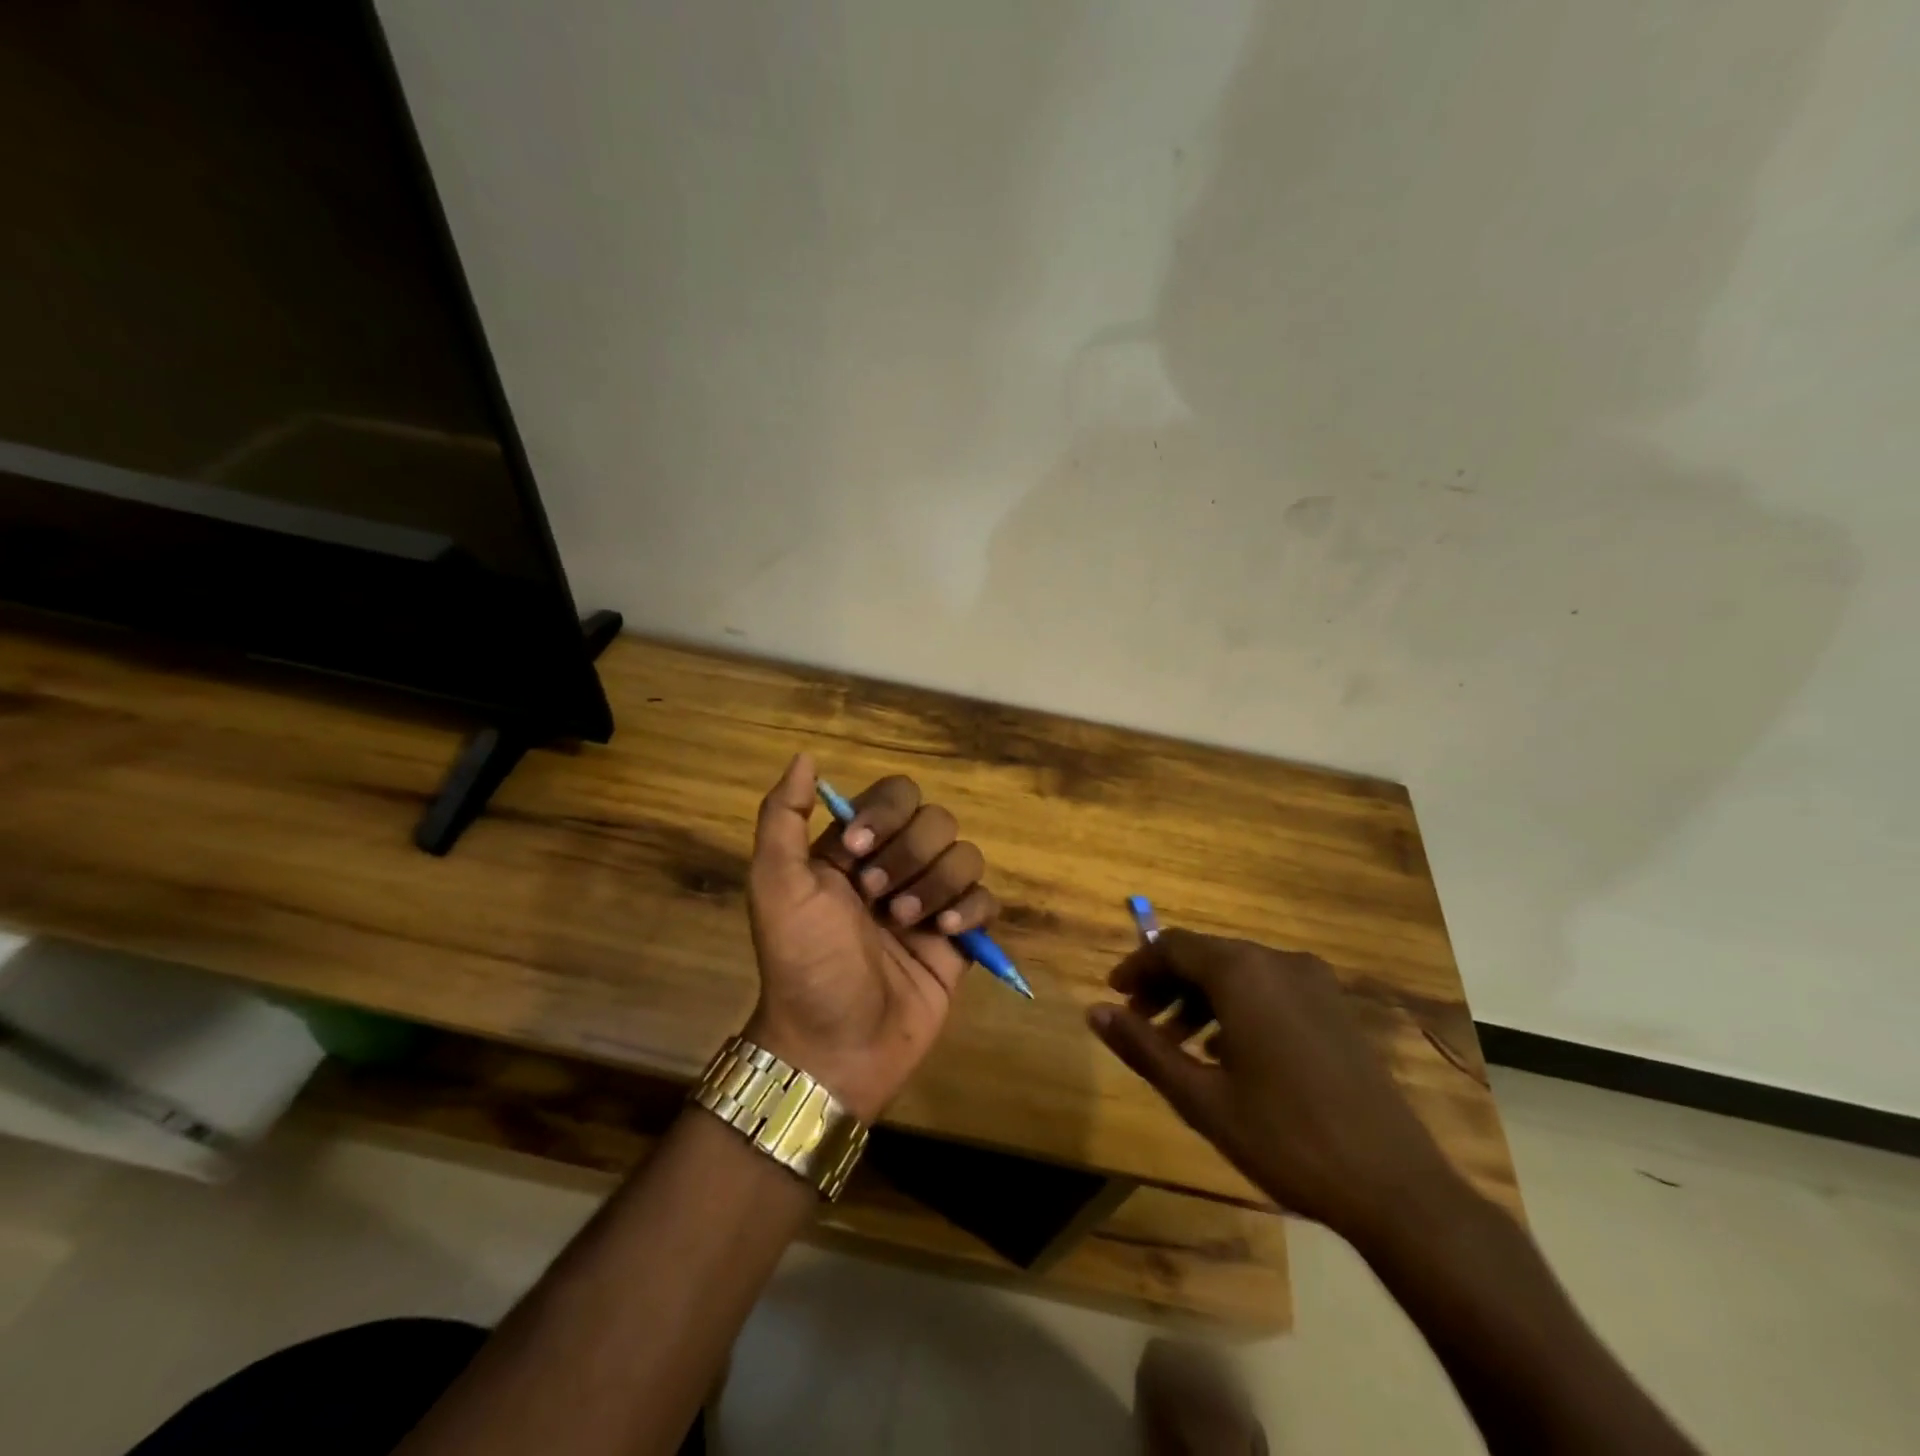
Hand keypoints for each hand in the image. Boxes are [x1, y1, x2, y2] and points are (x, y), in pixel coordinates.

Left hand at [744, 754, 999, 1122]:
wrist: (834, 1047)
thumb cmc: (802, 963)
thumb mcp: (775, 886)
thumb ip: (781, 817)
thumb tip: (805, 757)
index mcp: (854, 849)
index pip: (894, 795)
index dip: (885, 814)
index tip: (858, 851)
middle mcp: (895, 867)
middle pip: (936, 821)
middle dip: (910, 856)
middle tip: (878, 899)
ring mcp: (930, 902)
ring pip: (965, 855)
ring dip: (938, 884)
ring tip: (907, 925)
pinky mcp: (959, 939)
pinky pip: (987, 899)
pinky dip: (970, 909)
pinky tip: (945, 935)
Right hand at [1087, 929, 1460, 1242]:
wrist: (1396, 1188)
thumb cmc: (1286, 1139)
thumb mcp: (1201, 1098)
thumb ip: (1143, 1047)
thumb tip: (1094, 1011)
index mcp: (1243, 972)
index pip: (1172, 946)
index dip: (1137, 966)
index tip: (1114, 996)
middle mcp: (1278, 961)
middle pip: (1205, 956)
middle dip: (1166, 985)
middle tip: (1139, 1024)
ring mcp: (1314, 983)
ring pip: (1238, 972)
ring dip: (1199, 999)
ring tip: (1177, 1045)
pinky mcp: (1335, 1008)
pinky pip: (1269, 989)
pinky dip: (1236, 1007)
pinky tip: (1227, 1053)